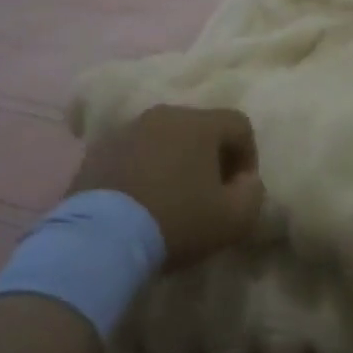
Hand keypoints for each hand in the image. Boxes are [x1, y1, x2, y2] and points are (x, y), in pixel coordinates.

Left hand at [70, 106, 264, 268]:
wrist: (101, 238)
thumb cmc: (177, 221)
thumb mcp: (234, 218)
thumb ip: (252, 193)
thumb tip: (246, 180)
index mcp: (199, 122)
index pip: (239, 125)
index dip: (248, 156)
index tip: (239, 189)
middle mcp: (163, 115)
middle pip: (200, 128)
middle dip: (211, 157)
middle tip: (208, 194)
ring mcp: (127, 130)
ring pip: (165, 138)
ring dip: (176, 161)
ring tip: (172, 198)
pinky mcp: (99, 150)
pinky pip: (135, 152)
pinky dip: (145, 169)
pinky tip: (141, 201)